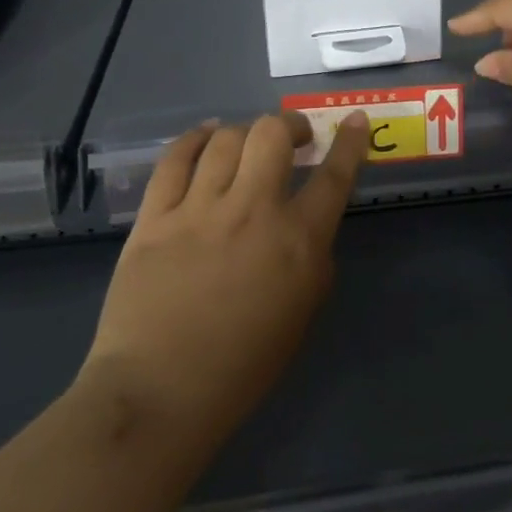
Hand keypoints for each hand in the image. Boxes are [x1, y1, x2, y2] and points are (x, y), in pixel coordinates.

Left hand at [80, 111, 369, 448]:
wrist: (160, 391)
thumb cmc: (243, 365)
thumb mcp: (303, 311)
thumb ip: (312, 258)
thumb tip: (305, 223)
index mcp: (297, 241)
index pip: (334, 176)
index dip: (349, 142)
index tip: (356, 120)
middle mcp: (252, 211)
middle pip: (273, 135)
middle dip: (290, 125)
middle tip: (294, 136)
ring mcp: (199, 210)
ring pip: (226, 139)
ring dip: (246, 132)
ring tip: (249, 142)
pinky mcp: (155, 217)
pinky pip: (175, 159)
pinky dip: (195, 139)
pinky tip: (207, 135)